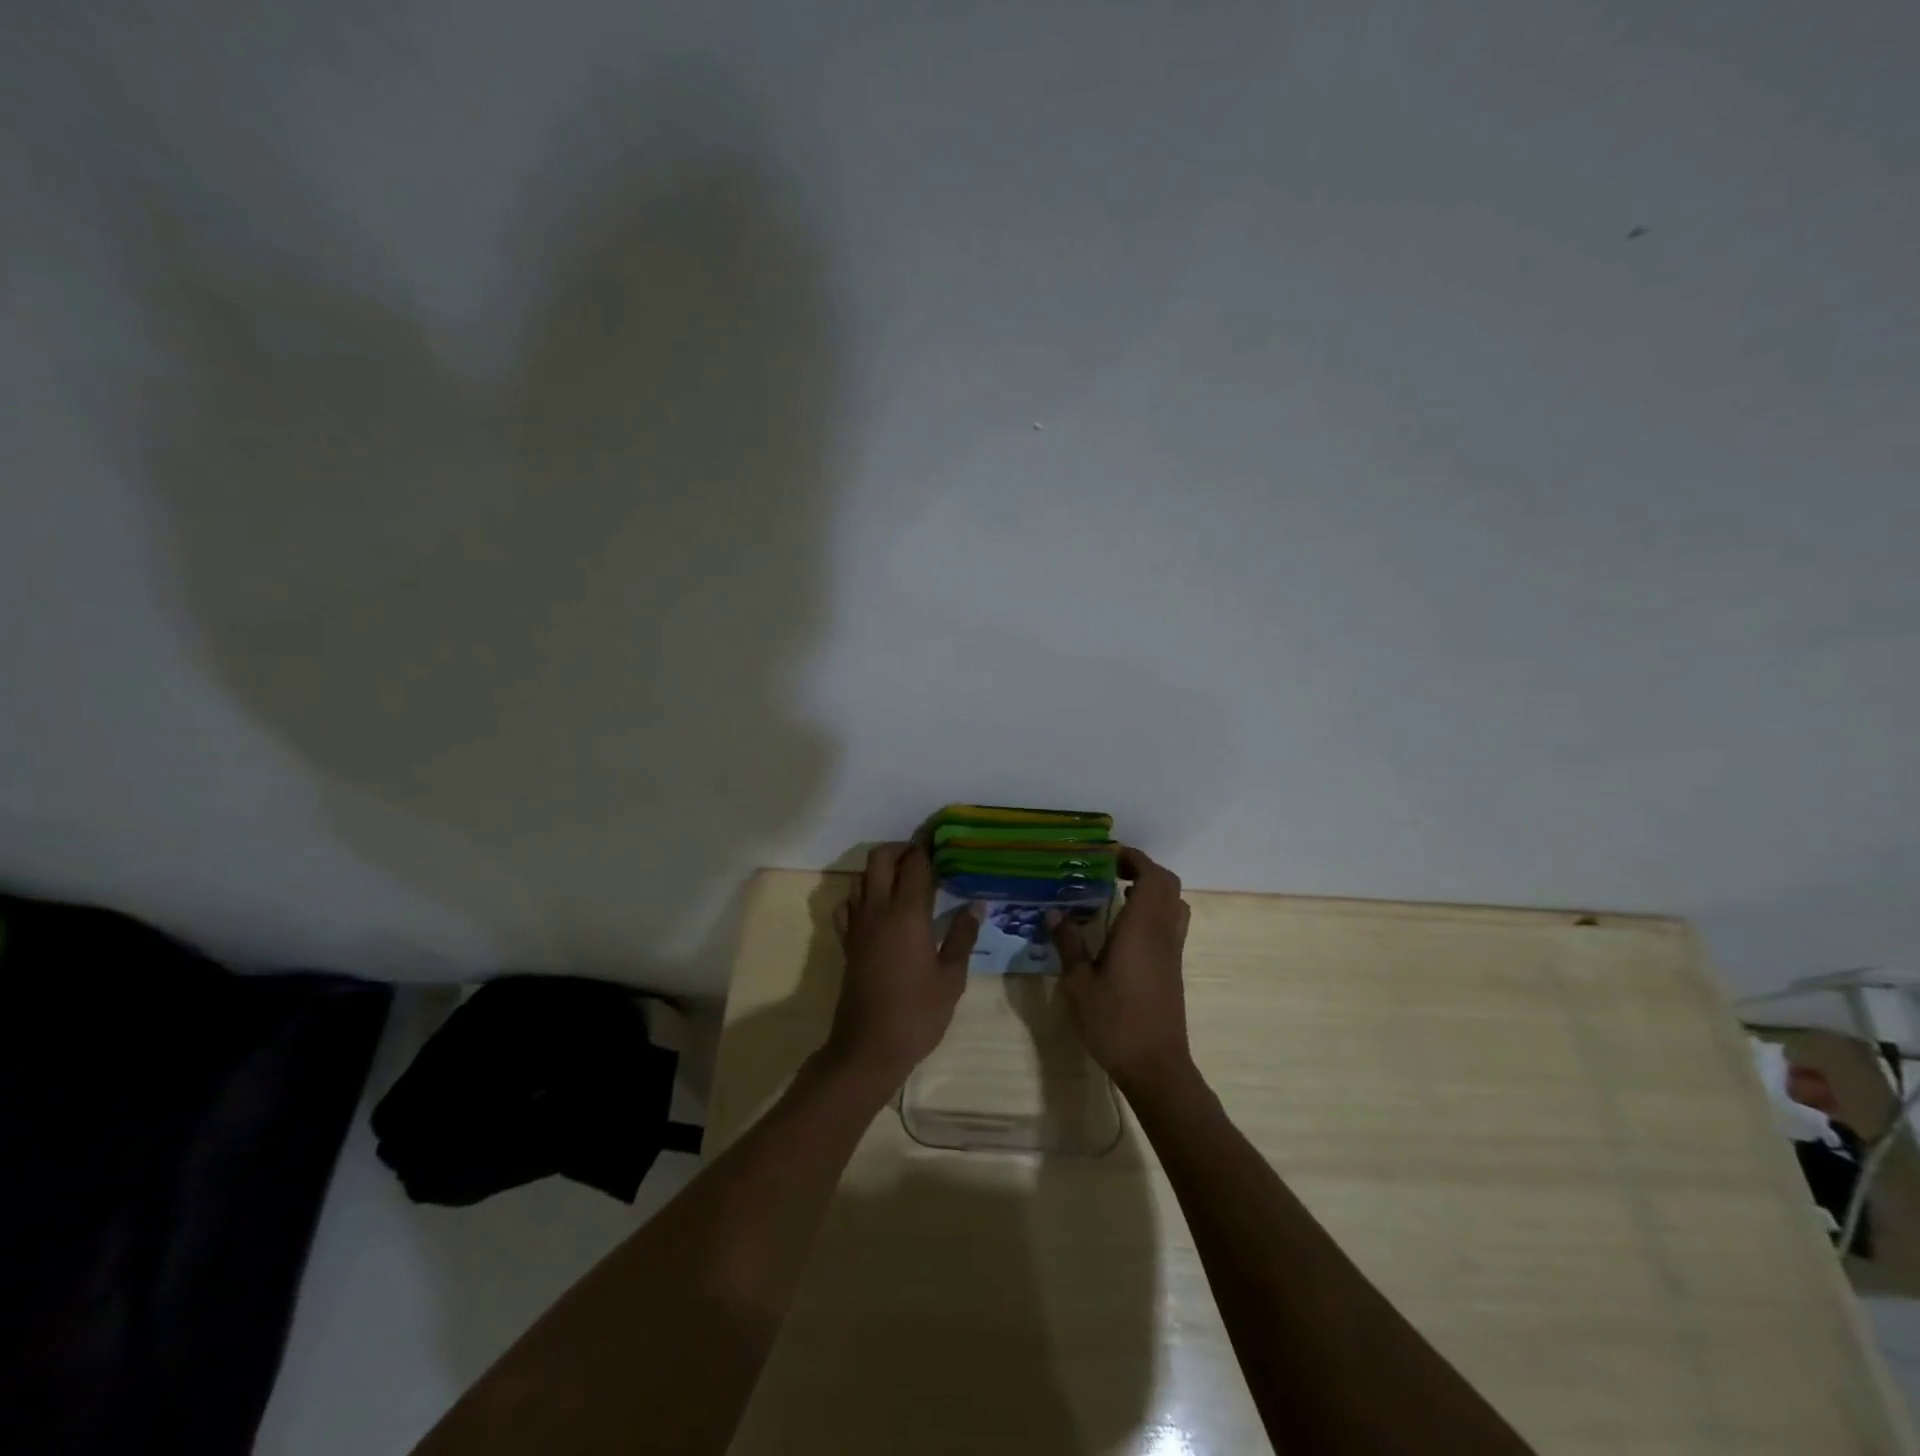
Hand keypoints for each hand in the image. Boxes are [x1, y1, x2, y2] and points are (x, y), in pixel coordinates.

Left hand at [823, 843, 979, 1095]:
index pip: (915, 866)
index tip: (942, 845)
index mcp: (907, 914)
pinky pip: (847, 905)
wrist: (868, 1048)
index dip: (928, 851)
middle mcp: (878, 910)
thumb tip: (976, 905)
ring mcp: (857, 925)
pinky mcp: (846, 942)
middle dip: (900, 850)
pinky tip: (876, 909)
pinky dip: (860, 896)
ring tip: (903, 880)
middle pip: (880, 859)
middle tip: (922, 859)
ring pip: (861, 878)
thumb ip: (962, 936)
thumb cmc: (917, 1014)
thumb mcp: (951, 978)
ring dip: (880, 870)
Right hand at [1049, 847, 1194, 1097]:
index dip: (1134, 858)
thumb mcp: (1078, 984)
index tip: (1107, 854)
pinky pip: (1171, 923)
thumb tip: (1054, 913)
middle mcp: (1163, 933)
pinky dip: (1154, 910)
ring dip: (1152, 889)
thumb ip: (1068, 944)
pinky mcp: (1174, 968)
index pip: (1151, 876)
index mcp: (1142, 929)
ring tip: (1118, 893)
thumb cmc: (1114, 1022)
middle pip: (1168, 884)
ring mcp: (1173, 951)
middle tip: (1110, 871)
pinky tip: (1125, 928)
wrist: (1155, 1066)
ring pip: (1174, 904)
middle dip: (1142, 869)